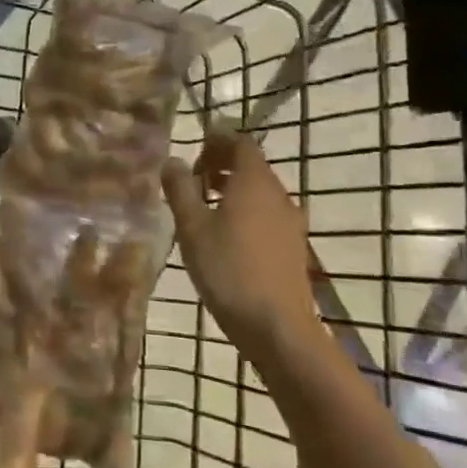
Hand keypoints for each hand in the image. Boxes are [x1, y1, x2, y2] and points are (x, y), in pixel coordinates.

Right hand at [162, 132, 318, 348]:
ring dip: (232, 189)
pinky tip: (225, 235)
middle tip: (191, 179)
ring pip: (259, 192)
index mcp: (254, 182)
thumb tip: (173, 161)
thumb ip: (180, 189)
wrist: (276, 326)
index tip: (194, 149)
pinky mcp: (292, 247)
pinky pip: (266, 214)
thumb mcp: (192, 227)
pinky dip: (245, 211)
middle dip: (222, 165)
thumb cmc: (228, 269)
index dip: (218, 140)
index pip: (241, 143)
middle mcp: (278, 195)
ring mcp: (290, 222)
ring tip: (203, 207)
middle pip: (252, 166)